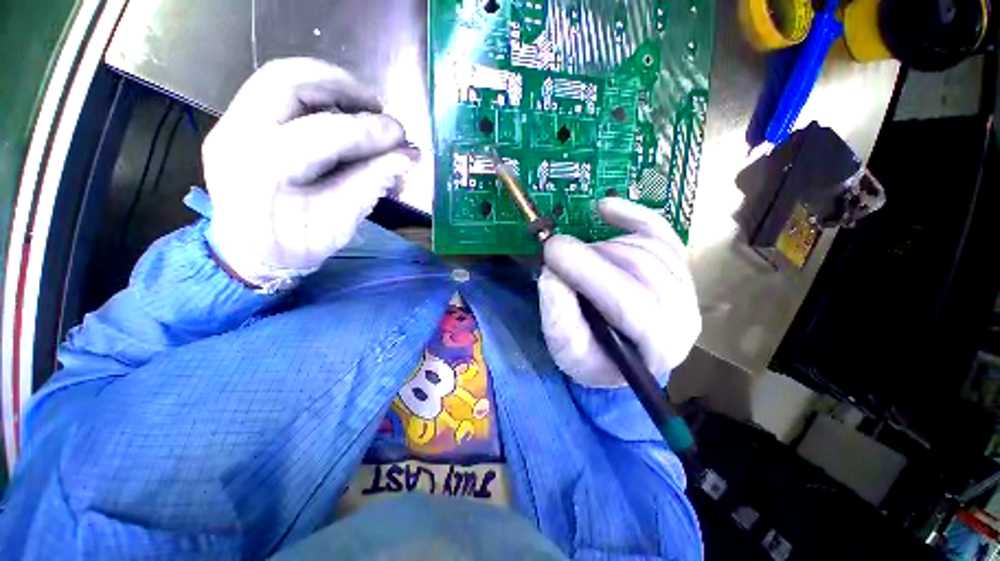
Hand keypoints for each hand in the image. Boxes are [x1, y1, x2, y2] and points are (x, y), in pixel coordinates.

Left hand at [203, 58, 418, 288]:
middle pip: (288, 83)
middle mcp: (236, 137)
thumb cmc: (296, 246)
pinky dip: (314, 90)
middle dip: (343, 87)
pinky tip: (340, 109)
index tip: (401, 135)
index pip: (319, 134)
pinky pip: (274, 88)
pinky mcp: (236, 120)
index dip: (367, 130)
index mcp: (262, 174)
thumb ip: (371, 185)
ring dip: (328, 82)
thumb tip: (408, 157)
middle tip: (379, 106)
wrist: (249, 252)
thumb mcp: (340, 224)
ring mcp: (230, 123)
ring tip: (364, 105)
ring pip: (279, 76)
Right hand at [539, 198, 700, 386]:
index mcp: (657, 347)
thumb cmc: (591, 357)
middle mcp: (683, 317)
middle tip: (558, 256)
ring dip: (601, 246)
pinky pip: (660, 230)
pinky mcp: (678, 268)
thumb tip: (555, 269)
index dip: (586, 270)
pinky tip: (606, 209)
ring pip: (646, 247)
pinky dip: (631, 215)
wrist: (616, 355)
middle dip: (590, 256)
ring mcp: (686, 289)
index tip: (552, 250)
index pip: (628, 301)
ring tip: (578, 258)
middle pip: (638, 267)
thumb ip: (558, 312)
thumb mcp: (564, 348)